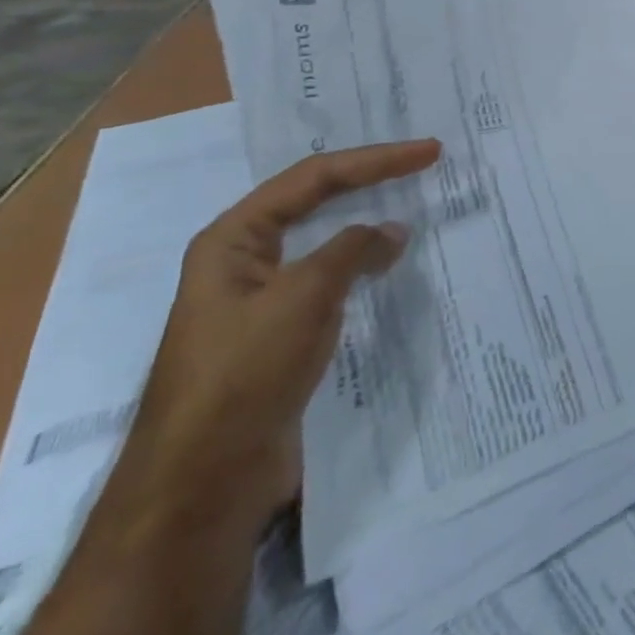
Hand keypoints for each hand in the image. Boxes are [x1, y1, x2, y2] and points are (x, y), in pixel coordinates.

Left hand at [111, 139, 440, 539]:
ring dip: (368, 219)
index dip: (375, 159)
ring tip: (414, 204)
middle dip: (370, 178)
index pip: (314, 178)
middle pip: (316, 200)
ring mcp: (263, 297)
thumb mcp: (303, 297)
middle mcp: (244, 259)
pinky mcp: (282, 332)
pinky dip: (364, 263)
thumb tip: (393, 230)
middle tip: (423, 163)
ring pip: (325, 240)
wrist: (204, 483)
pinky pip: (331, 279)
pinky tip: (391, 264)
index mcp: (233, 239)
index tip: (429, 152)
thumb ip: (352, 250)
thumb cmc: (244, 373)